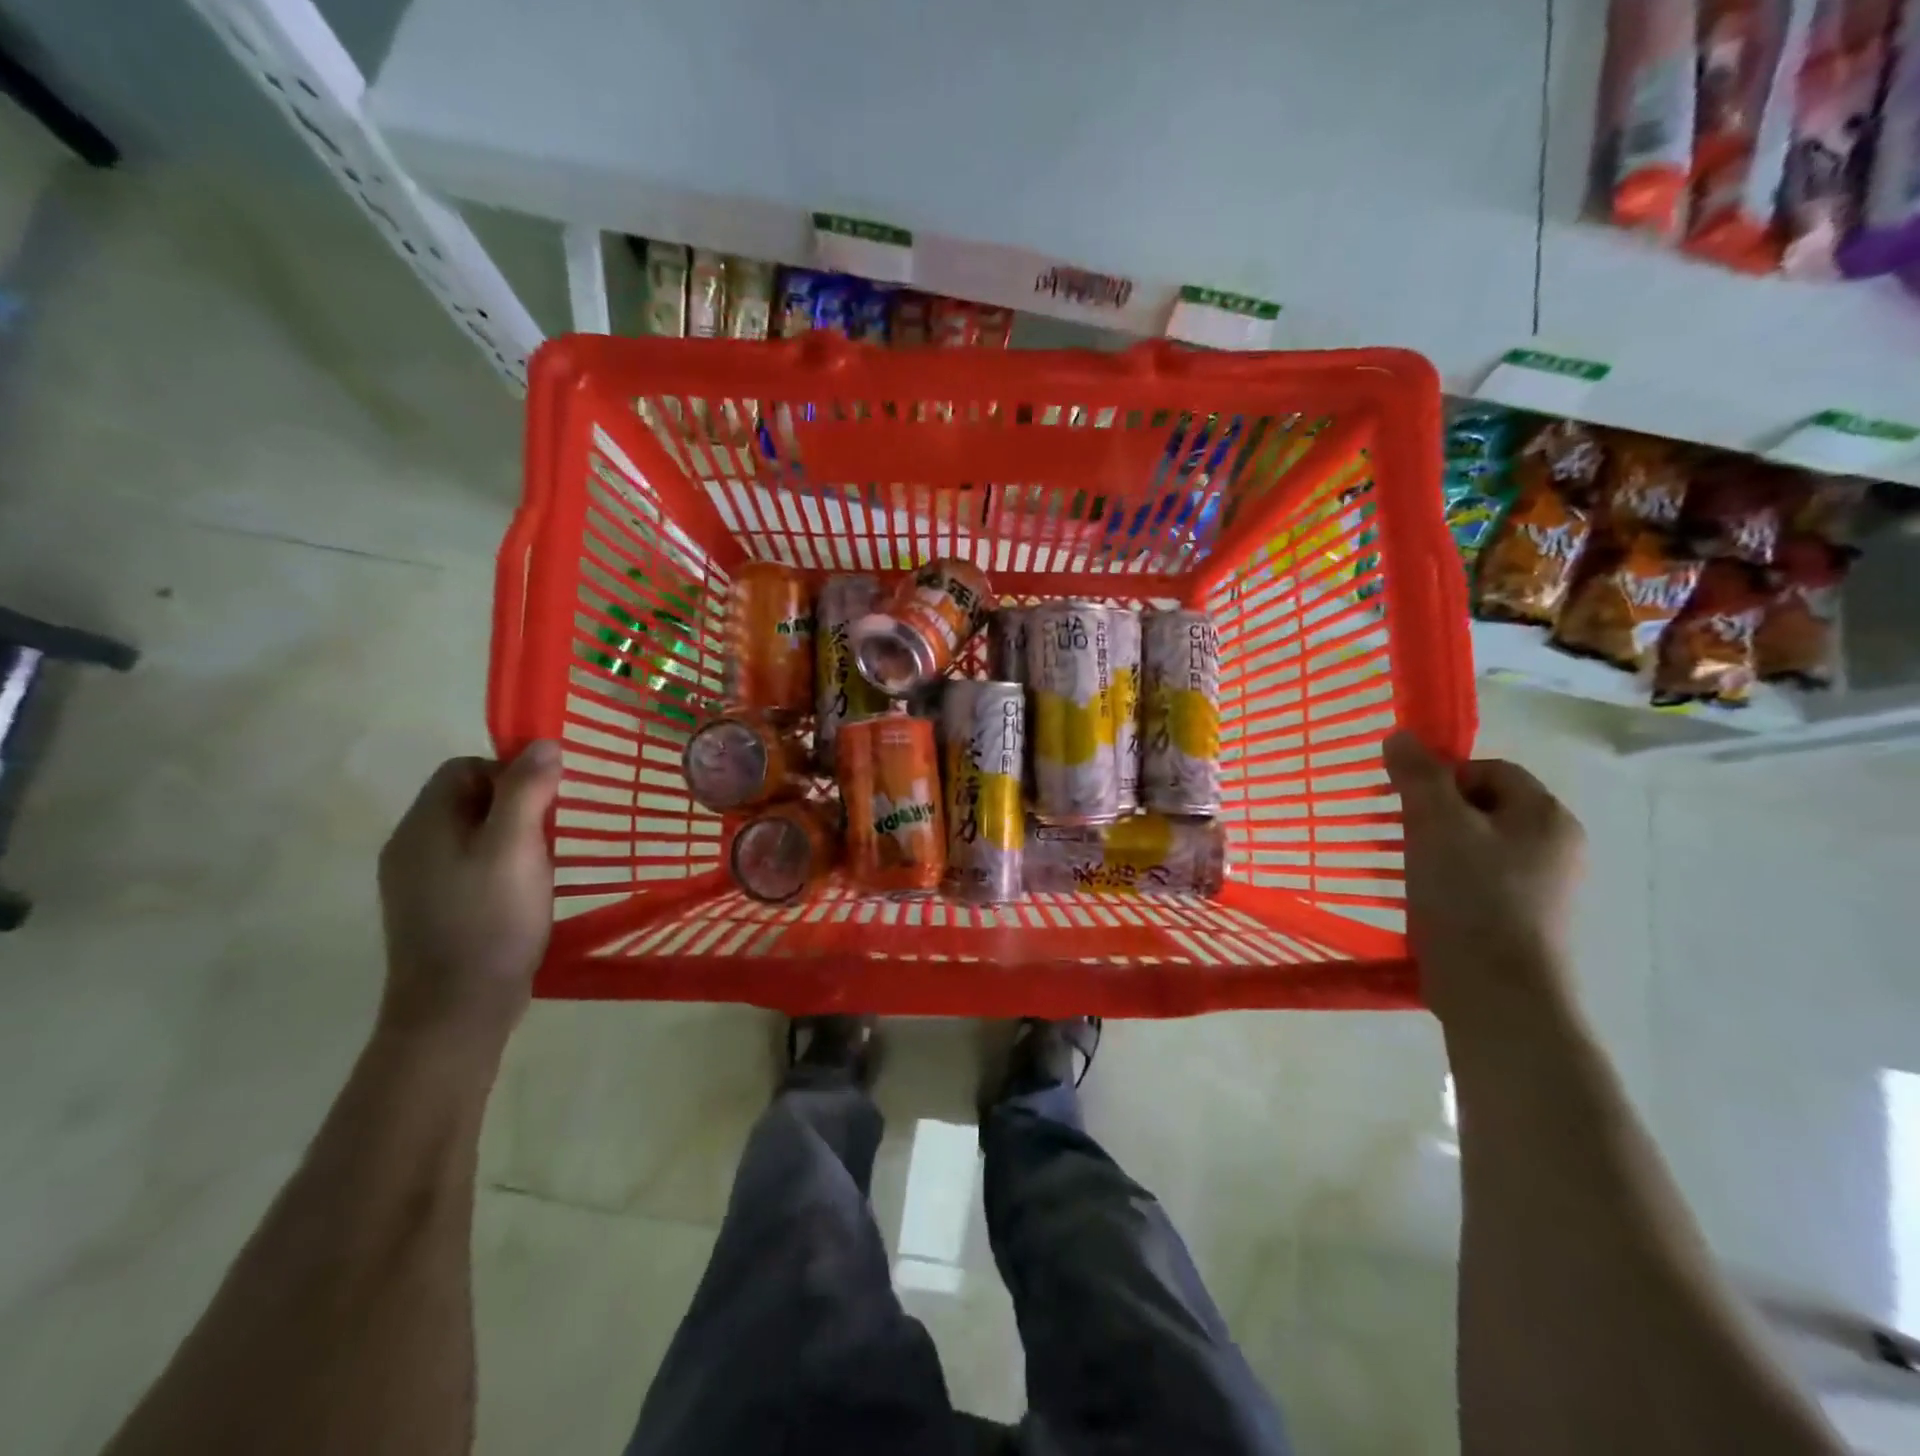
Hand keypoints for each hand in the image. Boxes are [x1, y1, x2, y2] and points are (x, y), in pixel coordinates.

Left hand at [377, 743, 562, 1045]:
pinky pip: (468, 866)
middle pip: (467, 799)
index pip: (465, 768)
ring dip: (510, 840)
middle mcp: (410, 846)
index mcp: (424, 825)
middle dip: (515, 808)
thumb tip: (543, 743)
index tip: (545, 807)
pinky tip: (520, 895)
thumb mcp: (517, 848)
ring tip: (539, 870)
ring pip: (471, 834)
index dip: (510, 774)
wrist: (456, 1009)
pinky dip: (499, 868)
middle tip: (547, 841)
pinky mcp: (431, 909)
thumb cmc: (491, 920)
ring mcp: (417, 881)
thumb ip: (528, 791)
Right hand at [1383, 731, 1585, 1027]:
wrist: (1498, 995)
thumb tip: (1400, 735)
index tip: (1403, 802)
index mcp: (1545, 817)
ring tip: (1398, 868)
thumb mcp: (1436, 825)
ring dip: (1432, 849)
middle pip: (1481, 808)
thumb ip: (1418, 776)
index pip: (1489, 770)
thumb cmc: (1470, 898)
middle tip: (1394, 833)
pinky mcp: (1523, 922)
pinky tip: (1418, 900)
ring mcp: (1543, 889)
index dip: (1441, 776)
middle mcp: (1554, 847)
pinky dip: (1445, 882)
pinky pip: (1477, 883)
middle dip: (1432, 814)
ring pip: (1475, 847)